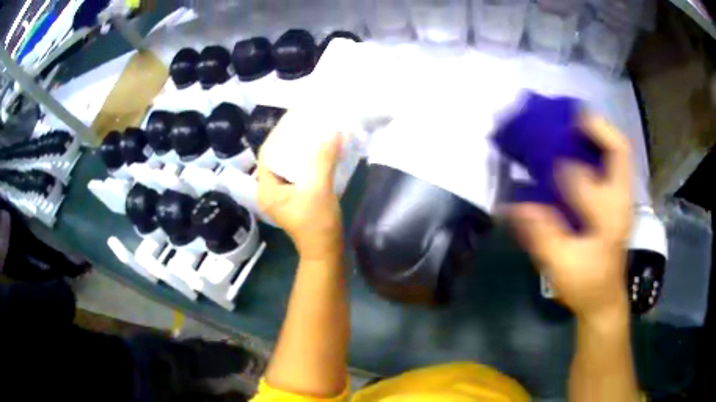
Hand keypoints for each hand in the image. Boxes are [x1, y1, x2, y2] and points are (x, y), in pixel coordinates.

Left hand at [257, 128, 343, 262]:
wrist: (327, 251)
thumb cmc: (317, 223)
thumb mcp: (318, 189)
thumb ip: (323, 159)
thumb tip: (333, 130)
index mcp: (267, 188)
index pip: (267, 153)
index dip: (278, 134)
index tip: (293, 118)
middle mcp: (271, 190)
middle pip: (276, 157)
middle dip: (289, 139)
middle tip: (305, 122)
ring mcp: (283, 195)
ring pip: (288, 164)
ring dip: (299, 149)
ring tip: (313, 132)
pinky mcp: (296, 197)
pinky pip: (298, 172)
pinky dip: (307, 160)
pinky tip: (319, 151)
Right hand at [509, 115, 632, 320]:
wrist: (604, 298)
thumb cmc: (585, 285)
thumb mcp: (560, 266)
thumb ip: (541, 233)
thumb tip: (515, 204)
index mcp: (608, 218)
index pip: (587, 179)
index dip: (561, 166)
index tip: (539, 158)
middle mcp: (620, 201)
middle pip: (619, 150)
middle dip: (596, 127)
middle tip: (569, 116)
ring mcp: (622, 199)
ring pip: (618, 153)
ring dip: (597, 133)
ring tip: (573, 123)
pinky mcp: (617, 201)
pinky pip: (612, 163)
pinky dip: (598, 148)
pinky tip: (579, 148)